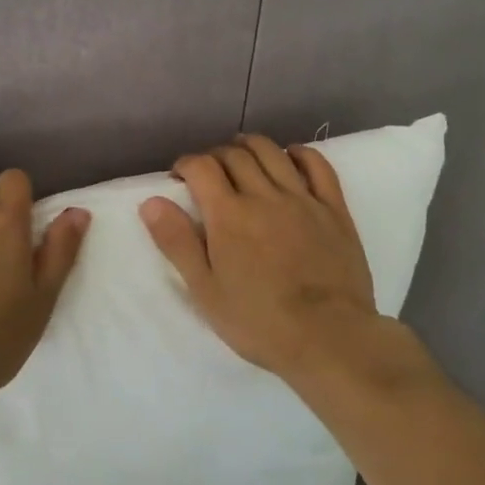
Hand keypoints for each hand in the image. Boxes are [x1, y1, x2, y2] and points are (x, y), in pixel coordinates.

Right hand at [140, 134, 379, 379]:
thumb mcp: (206, 290)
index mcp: (229, 215)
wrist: (329, 338)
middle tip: (209, 172)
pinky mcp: (334, 209)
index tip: (180, 176)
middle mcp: (264, 196)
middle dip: (215, 156)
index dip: (186, 164)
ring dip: (252, 146)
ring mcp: (302, 199)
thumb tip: (151, 202)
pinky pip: (318, 166)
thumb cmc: (260, 322)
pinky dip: (301, 153)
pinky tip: (291, 156)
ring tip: (242, 153)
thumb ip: (177, 243)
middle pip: (235, 155)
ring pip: (273, 153)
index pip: (201, 167)